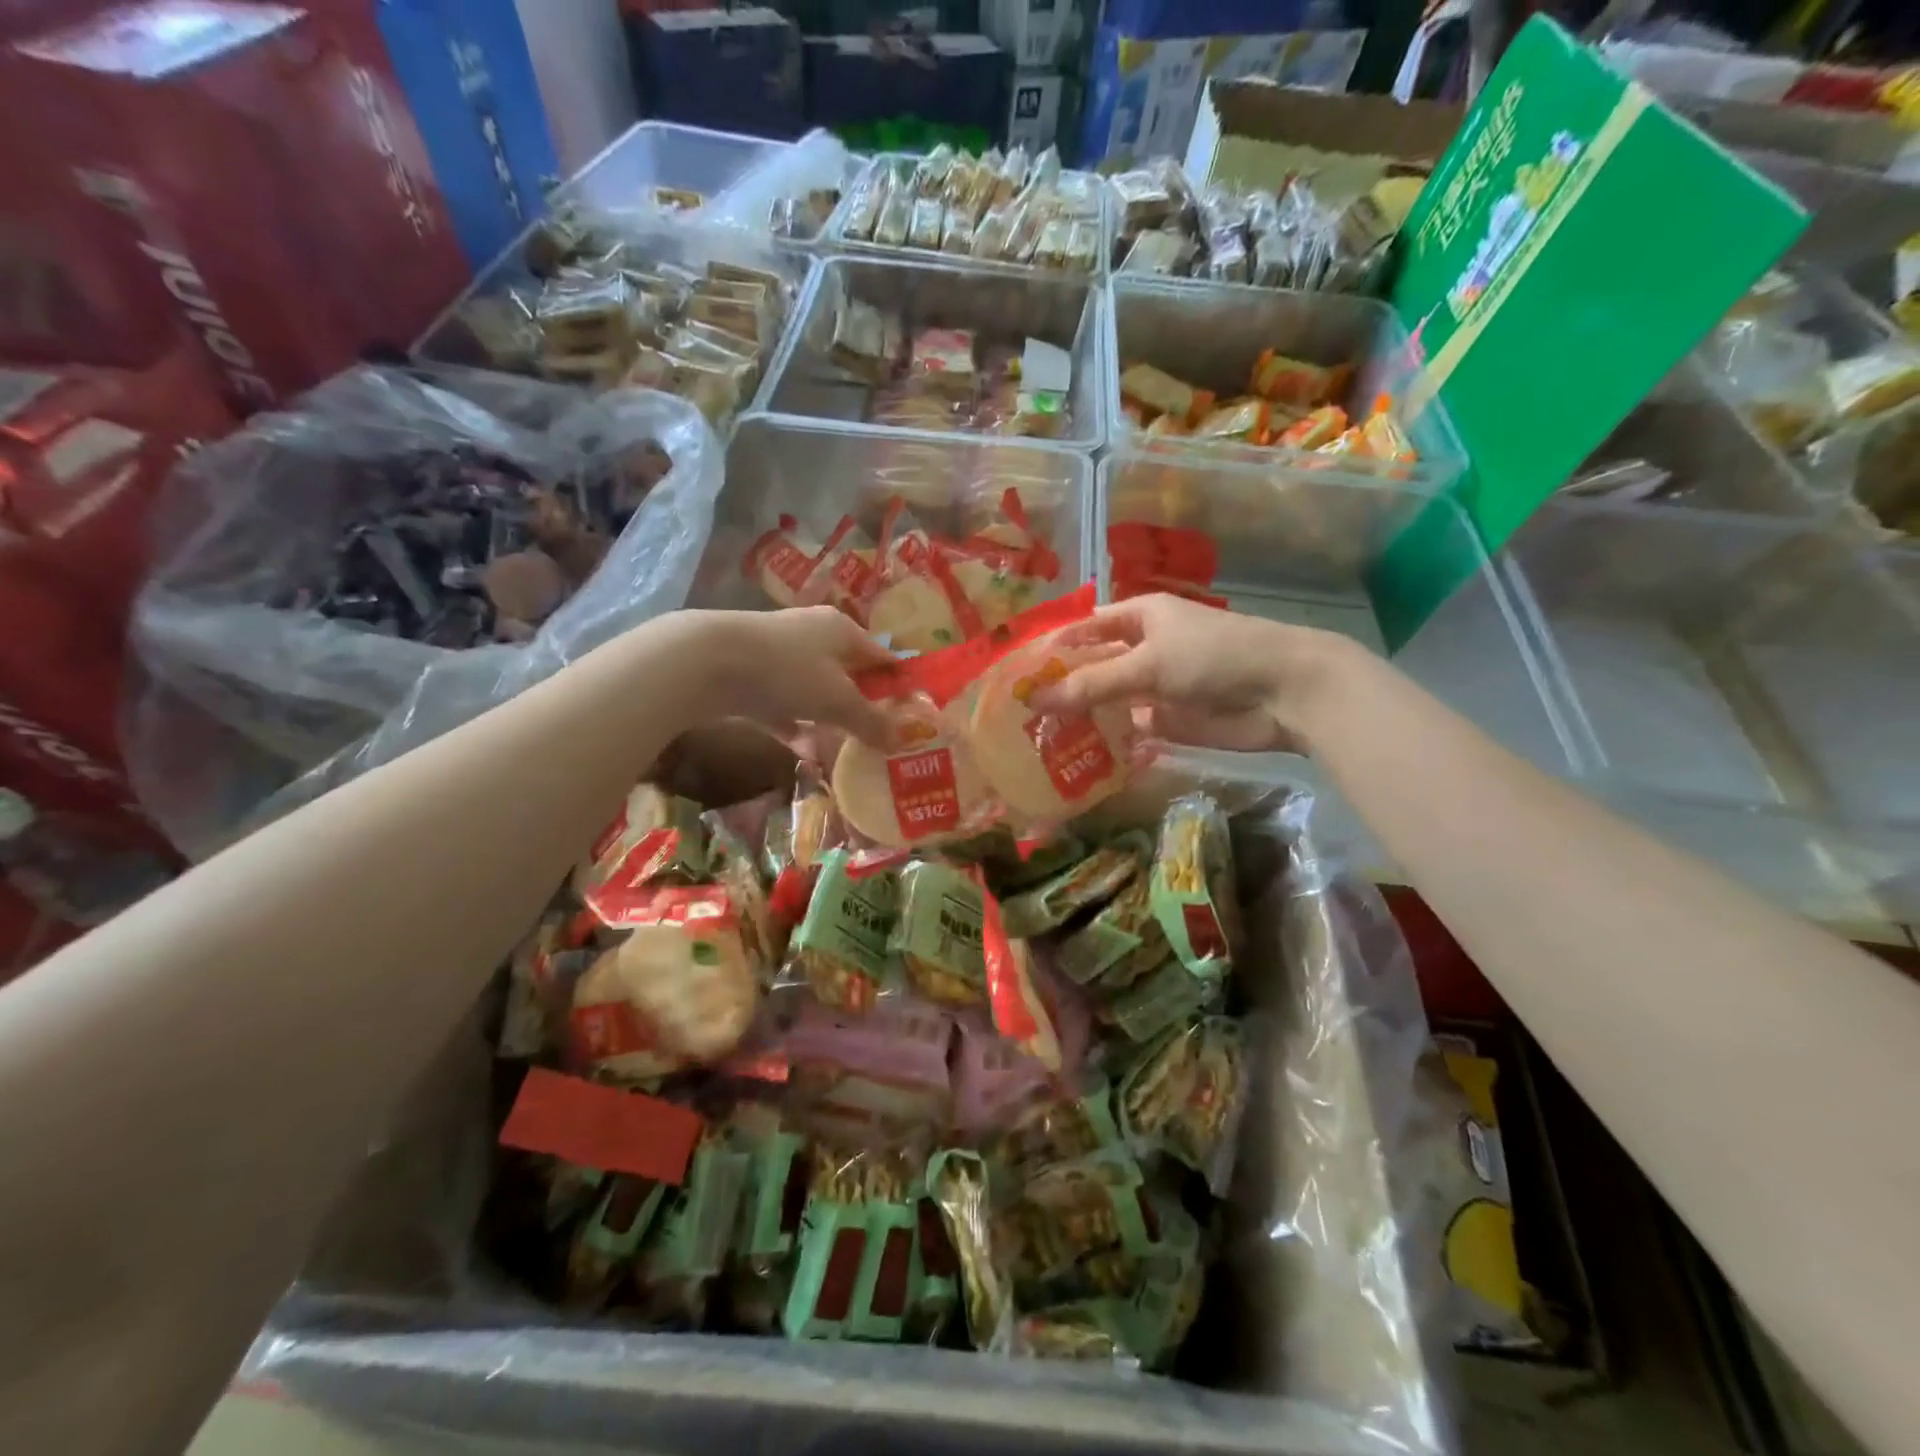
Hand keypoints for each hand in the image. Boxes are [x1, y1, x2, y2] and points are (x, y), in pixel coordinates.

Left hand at [700, 606, 895, 746]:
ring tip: (845, 748)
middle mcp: (814, 635)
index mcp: (842, 630)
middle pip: (848, 673)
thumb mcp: (838, 701)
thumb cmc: (788, 671)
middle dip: (862, 705)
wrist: (708, 662)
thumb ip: (870, 722)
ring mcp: (780, 654)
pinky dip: (795, 723)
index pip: (882, 656)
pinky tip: (803, 749)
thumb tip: (899, 741)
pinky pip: (784, 704)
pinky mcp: (752, 675)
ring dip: (828, 717)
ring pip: (814, 689)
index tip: (911, 716)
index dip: (898, 685)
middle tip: (879, 737)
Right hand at [1029, 595, 1356, 753]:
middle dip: (1061, 688)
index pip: (1084, 630)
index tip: (1016, 674)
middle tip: (1018, 714)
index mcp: (1138, 617)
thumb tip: (1036, 699)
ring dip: (1079, 719)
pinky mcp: (1167, 721)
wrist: (1283, 692)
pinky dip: (1106, 742)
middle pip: (1092, 668)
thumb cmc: (1214, 657)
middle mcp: (1143, 649)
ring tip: (1036, 740)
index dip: (1052, 648)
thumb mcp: (1147, 663)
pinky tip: (1074, 758)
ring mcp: (1154, 687)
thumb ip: (1092, 684)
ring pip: (1107, 702)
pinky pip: (1127, 730)